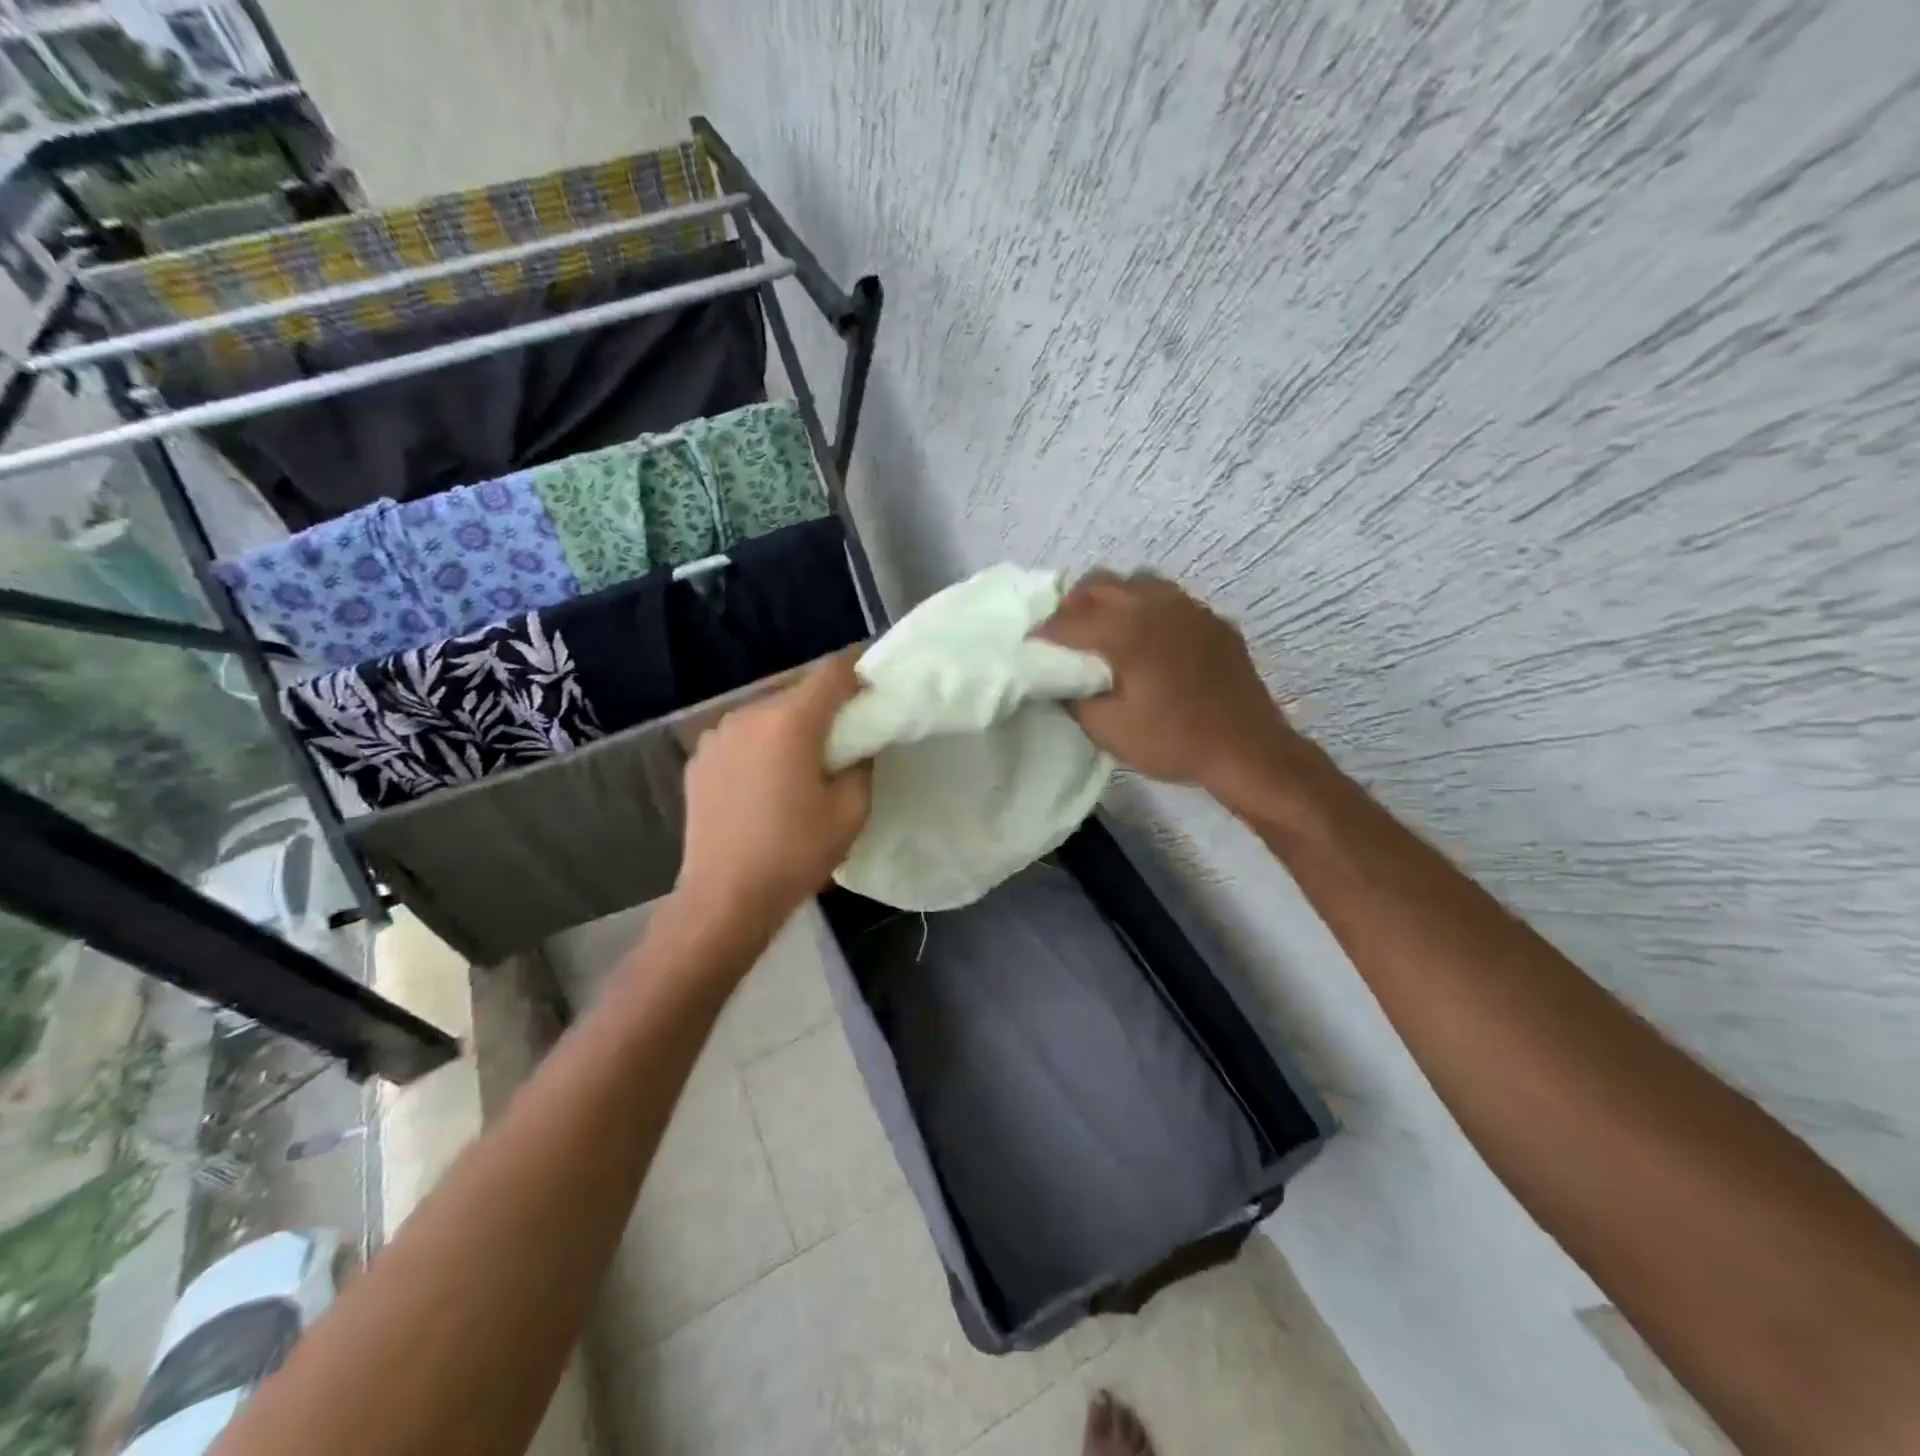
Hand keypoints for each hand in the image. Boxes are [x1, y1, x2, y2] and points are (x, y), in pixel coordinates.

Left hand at [678, 654, 872, 927]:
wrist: (724, 898)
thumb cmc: (794, 853)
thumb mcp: (850, 811)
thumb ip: (862, 764)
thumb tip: (857, 746)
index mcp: (790, 721)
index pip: (832, 672)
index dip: (858, 673)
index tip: (873, 693)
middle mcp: (748, 715)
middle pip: (797, 691)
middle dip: (824, 707)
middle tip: (843, 738)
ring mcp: (716, 736)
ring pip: (766, 715)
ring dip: (789, 728)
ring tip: (800, 765)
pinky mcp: (698, 760)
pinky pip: (740, 738)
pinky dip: (759, 747)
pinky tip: (764, 783)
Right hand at [1036, 570, 1302, 806]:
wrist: (1247, 750)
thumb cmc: (1174, 741)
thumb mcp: (1109, 730)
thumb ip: (1074, 698)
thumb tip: (1060, 681)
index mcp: (1127, 630)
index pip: (1070, 621)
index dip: (1043, 633)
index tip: (1030, 646)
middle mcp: (1156, 606)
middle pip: (1100, 584)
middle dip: (1073, 605)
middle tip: (1064, 635)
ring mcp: (1189, 608)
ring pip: (1137, 582)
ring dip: (1112, 599)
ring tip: (1105, 630)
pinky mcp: (1212, 620)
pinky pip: (1169, 599)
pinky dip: (1147, 609)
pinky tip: (1149, 641)